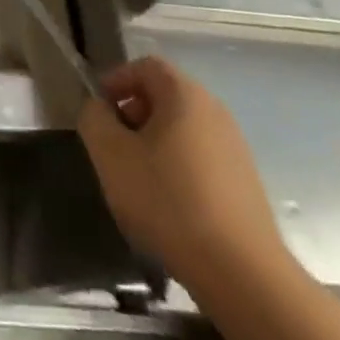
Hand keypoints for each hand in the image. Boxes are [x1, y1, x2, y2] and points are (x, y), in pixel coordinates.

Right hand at [77, 57, 285, 288]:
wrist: (241, 273)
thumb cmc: (168, 201)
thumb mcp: (111, 155)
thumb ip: (94, 118)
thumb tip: (99, 109)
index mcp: (185, 95)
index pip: (145, 65)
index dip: (116, 80)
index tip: (98, 111)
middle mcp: (215, 111)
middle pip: (164, 96)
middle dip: (133, 114)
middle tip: (114, 146)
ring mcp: (235, 148)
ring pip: (181, 129)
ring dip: (153, 143)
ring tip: (137, 179)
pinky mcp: (244, 183)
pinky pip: (200, 157)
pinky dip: (177, 167)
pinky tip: (168, 205)